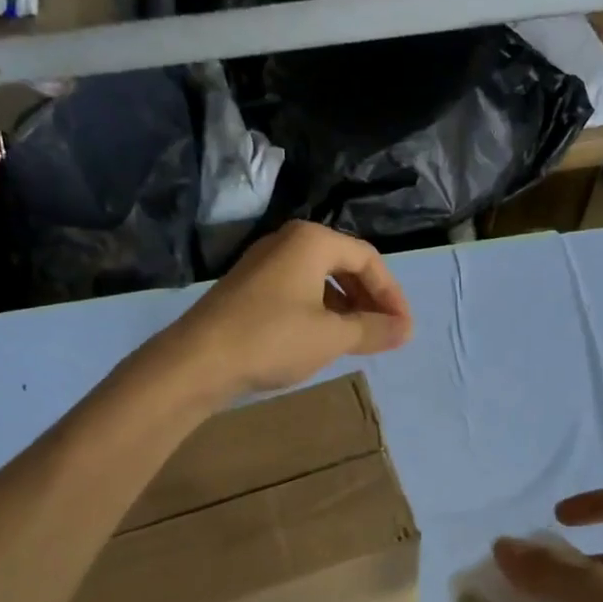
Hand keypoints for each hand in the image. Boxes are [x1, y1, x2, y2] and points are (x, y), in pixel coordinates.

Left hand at [163, 222, 412, 402]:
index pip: (368, 259)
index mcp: (312, 241)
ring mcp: (265, 263)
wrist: (197, 360)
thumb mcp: (331, 336)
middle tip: (386, 332)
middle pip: (344, 264)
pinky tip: (324, 337)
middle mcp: (288, 242)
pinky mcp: (249, 287)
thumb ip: (372, 329)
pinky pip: (299, 290)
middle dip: (370, 299)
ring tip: (360, 338)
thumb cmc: (273, 339)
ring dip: (347, 306)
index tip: (404, 328)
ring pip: (321, 279)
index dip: (392, 295)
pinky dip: (321, 311)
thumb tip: (405, 330)